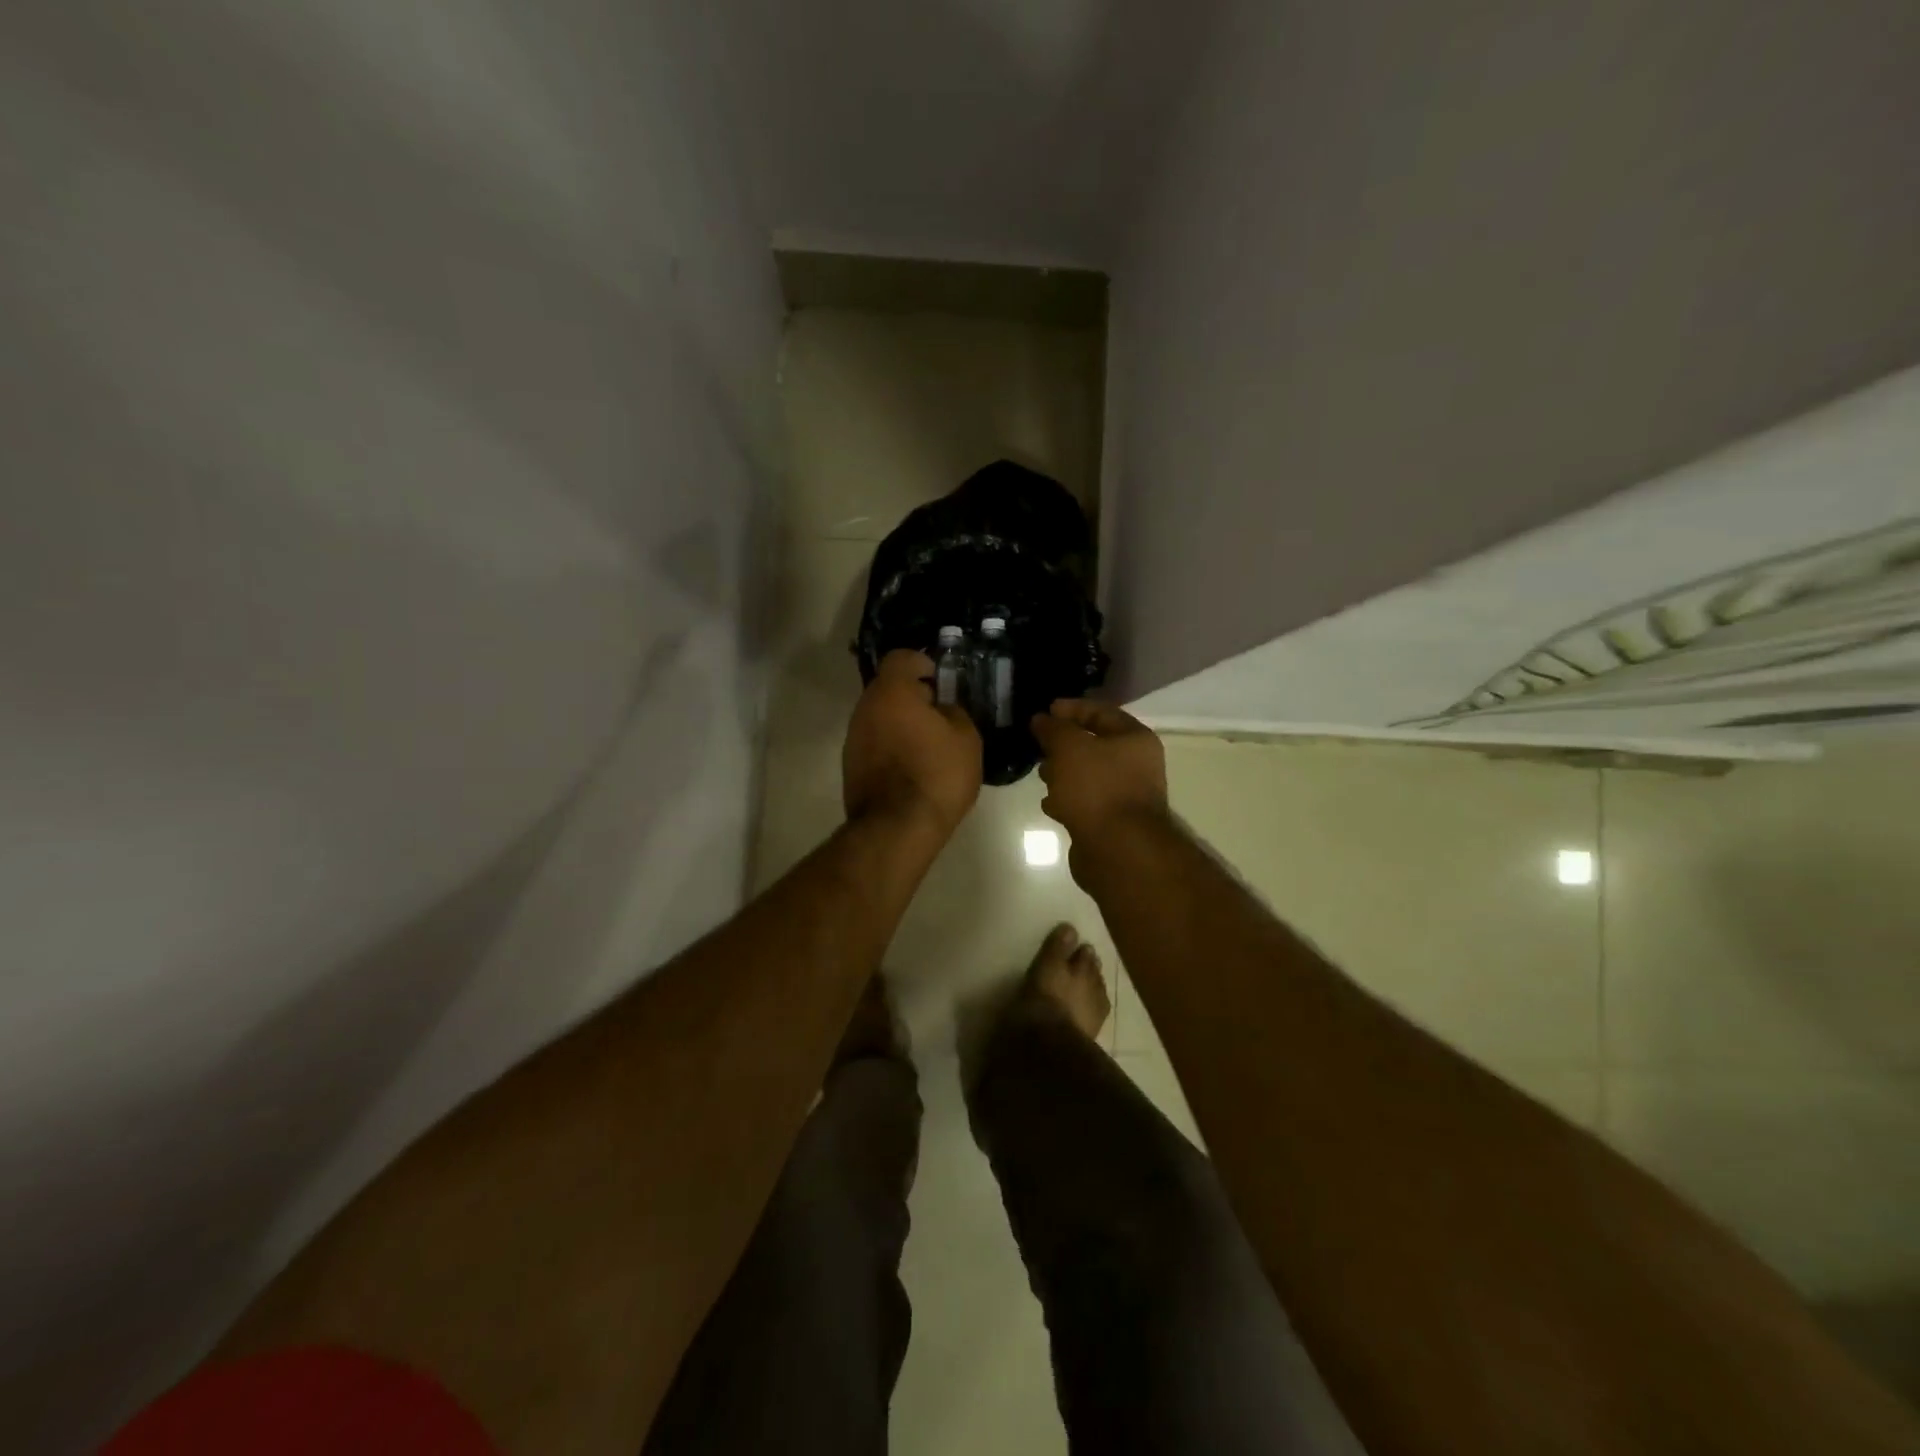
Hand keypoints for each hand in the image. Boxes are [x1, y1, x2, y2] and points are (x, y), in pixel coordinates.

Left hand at [843, 649, 981, 839]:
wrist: (897, 828)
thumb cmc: (936, 775)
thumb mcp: (966, 738)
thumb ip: (954, 712)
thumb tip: (942, 710)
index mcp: (891, 693)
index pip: (901, 658)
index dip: (922, 662)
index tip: (941, 681)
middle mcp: (864, 708)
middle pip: (888, 689)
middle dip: (914, 697)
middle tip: (940, 716)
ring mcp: (853, 738)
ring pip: (880, 717)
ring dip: (901, 723)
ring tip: (929, 746)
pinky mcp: (850, 765)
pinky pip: (875, 742)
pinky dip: (892, 746)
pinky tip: (913, 768)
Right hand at [1030, 700, 1168, 844]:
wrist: (1118, 849)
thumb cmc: (1096, 787)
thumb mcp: (1069, 747)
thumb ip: (1053, 729)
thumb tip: (1041, 719)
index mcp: (1135, 739)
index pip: (1102, 712)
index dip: (1072, 708)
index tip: (1045, 711)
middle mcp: (1136, 765)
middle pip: (1095, 745)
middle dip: (1064, 744)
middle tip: (1038, 745)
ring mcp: (1126, 796)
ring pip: (1088, 775)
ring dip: (1063, 772)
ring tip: (1040, 774)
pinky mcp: (1112, 822)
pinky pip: (1086, 802)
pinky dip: (1068, 799)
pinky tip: (1049, 804)